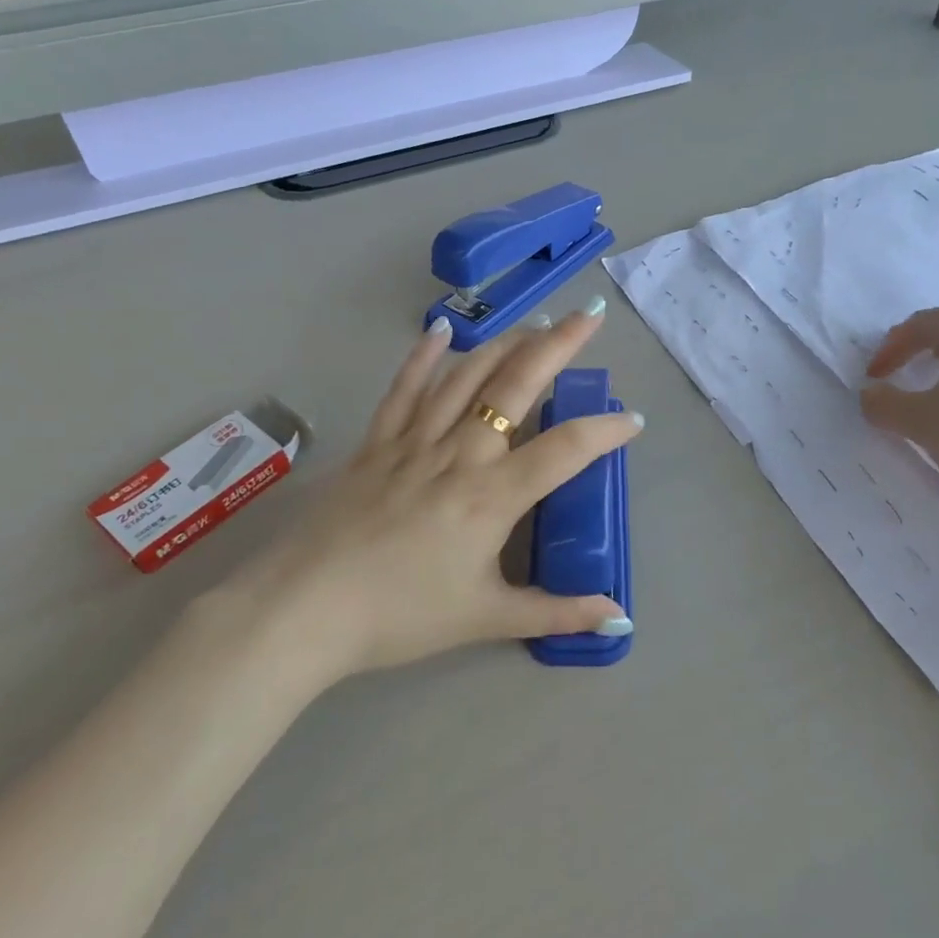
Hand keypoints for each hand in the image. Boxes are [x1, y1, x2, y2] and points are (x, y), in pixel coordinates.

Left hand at [203, 298, 641, 680]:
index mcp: (492, 496)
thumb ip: (557, 613)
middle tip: (590, 316)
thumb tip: (618, 621)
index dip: (605, 431)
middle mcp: (458, 454)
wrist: (305, 610)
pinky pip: (403, 389)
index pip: (565, 450)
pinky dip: (423, 357)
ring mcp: (413, 442)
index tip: (633, 420)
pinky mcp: (375, 443)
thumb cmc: (400, 616)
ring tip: (535, 323)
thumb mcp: (486, 619)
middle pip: (516, 386)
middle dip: (559, 346)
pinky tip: (440, 328)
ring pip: (466, 377)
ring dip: (505, 343)